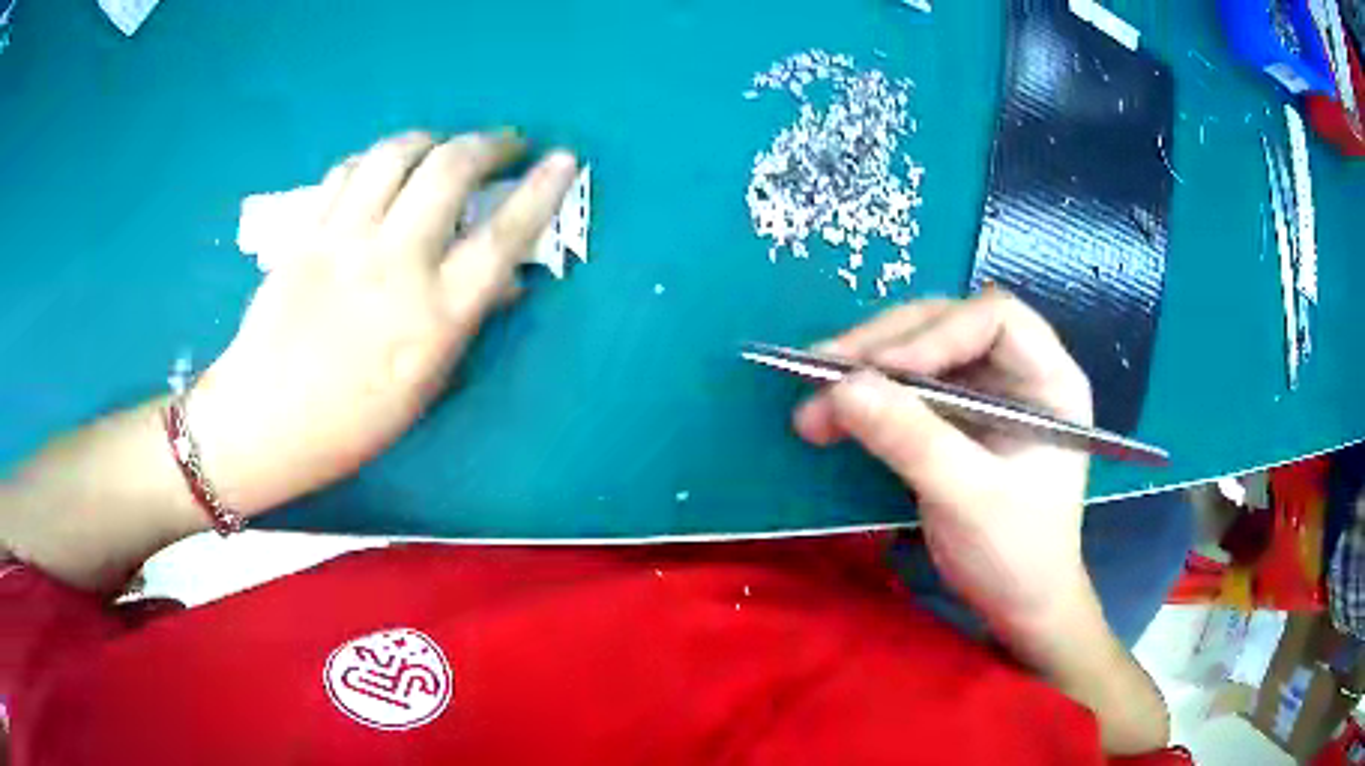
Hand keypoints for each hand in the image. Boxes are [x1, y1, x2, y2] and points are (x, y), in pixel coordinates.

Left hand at [188, 130, 578, 515]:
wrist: (265, 420)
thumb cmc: (352, 422)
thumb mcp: (425, 385)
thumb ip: (467, 322)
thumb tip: (505, 280)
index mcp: (435, 315)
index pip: (504, 236)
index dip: (542, 190)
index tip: (563, 159)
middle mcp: (394, 263)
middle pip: (451, 169)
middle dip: (490, 143)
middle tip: (506, 145)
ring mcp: (344, 239)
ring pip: (397, 153)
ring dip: (433, 139)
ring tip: (444, 147)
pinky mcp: (307, 230)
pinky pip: (349, 170)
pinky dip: (377, 159)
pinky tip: (384, 169)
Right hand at [794, 290, 1096, 663]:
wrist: (1016, 604)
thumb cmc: (1016, 553)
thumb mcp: (968, 499)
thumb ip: (912, 440)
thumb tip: (840, 388)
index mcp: (1049, 379)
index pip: (994, 319)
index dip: (936, 333)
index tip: (879, 370)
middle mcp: (1017, 371)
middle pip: (946, 325)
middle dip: (884, 345)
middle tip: (822, 371)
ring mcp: (984, 392)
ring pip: (917, 351)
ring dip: (863, 369)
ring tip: (811, 401)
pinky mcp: (954, 417)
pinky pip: (904, 389)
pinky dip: (865, 398)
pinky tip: (829, 416)